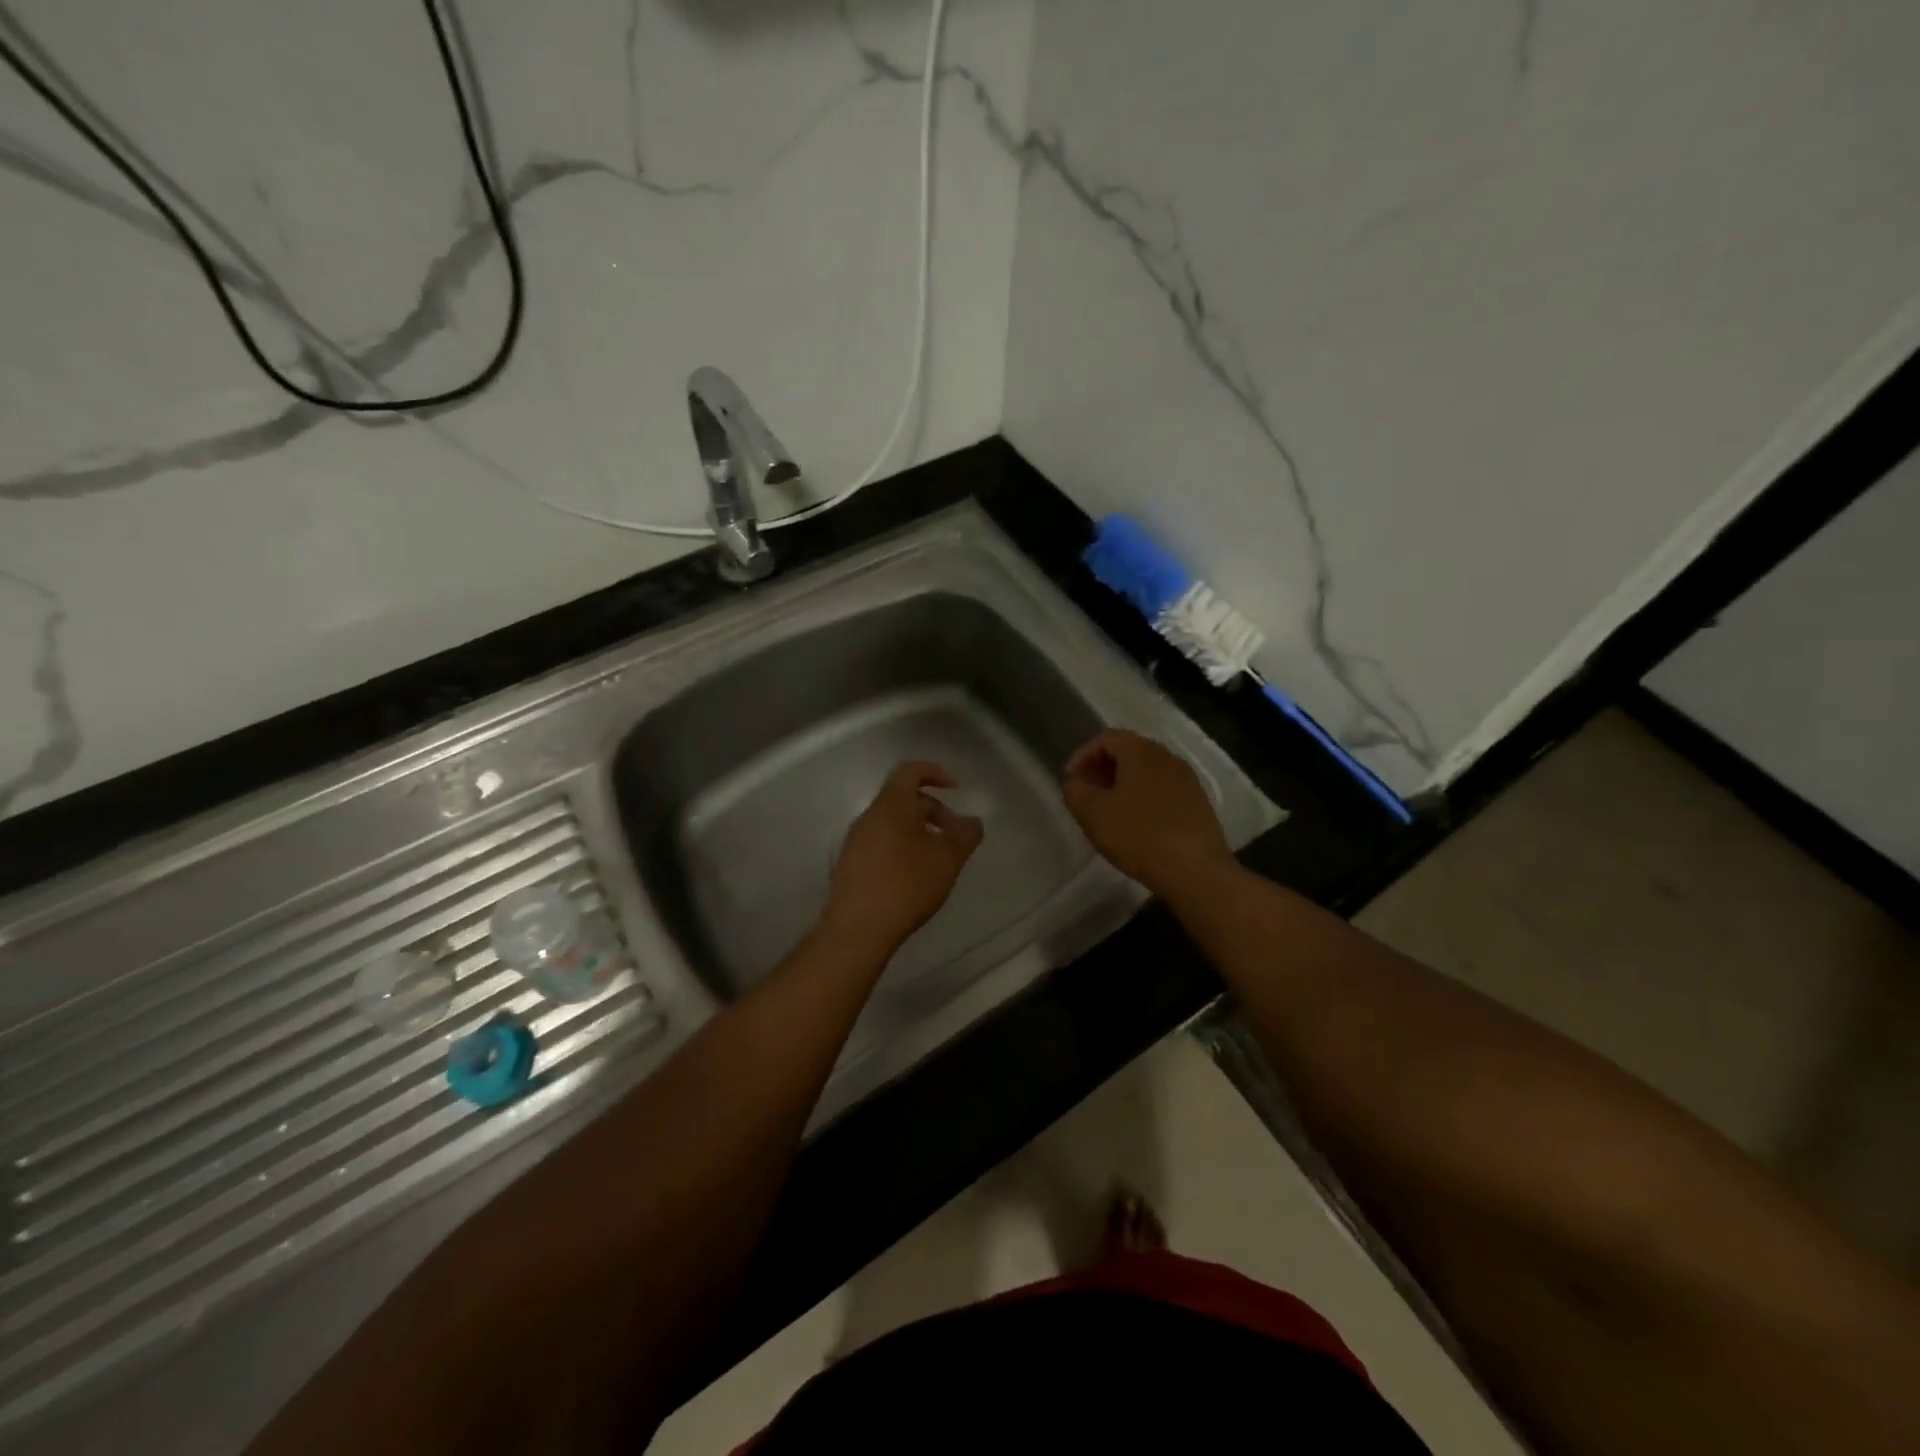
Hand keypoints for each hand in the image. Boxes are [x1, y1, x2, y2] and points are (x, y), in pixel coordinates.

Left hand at [820, 761, 984, 957]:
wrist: (858, 928)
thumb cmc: (906, 885)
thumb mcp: (947, 859)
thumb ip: (965, 835)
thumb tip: (972, 821)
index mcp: (891, 805)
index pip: (910, 771)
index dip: (935, 772)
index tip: (956, 787)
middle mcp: (869, 816)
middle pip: (903, 798)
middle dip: (933, 810)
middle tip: (955, 835)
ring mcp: (856, 841)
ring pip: (892, 822)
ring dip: (919, 831)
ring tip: (938, 858)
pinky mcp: (850, 864)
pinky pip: (881, 842)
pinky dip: (902, 846)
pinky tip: (915, 875)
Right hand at [1062, 730, 1233, 898]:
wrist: (1196, 870)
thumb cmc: (1138, 835)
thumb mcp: (1093, 813)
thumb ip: (1075, 791)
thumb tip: (1075, 782)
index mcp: (1141, 752)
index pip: (1106, 738)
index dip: (1082, 755)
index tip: (1071, 780)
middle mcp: (1167, 757)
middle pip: (1129, 752)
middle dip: (1103, 769)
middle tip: (1087, 793)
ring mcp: (1187, 780)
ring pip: (1147, 772)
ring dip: (1124, 784)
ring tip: (1109, 810)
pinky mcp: (1198, 803)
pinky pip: (1164, 790)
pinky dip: (1144, 798)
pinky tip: (1136, 824)